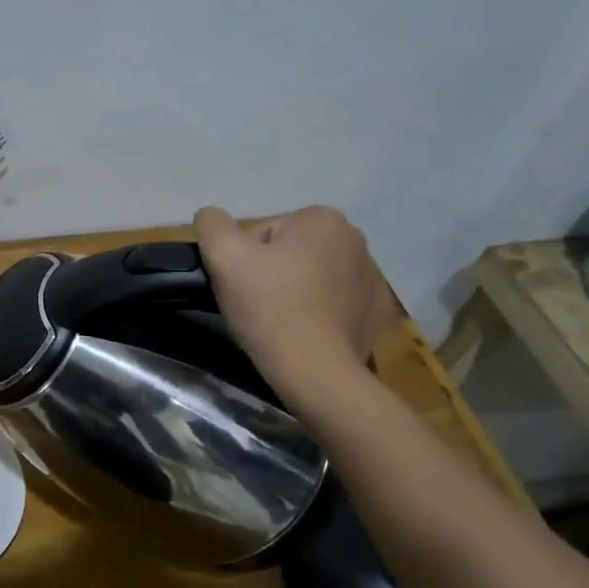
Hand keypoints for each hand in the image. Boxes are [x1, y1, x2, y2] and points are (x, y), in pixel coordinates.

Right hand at [193, 205, 394, 402]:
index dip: (243, 260)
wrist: (315, 371)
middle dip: (271, 273)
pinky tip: (306, 333)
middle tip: (257, 306)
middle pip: (290, 252)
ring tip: (280, 323)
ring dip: (295, 292)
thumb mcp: (223, 257)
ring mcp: (373, 278)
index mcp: (323, 219)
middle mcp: (355, 240)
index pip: (263, 233)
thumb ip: (212, 225)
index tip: (243, 287)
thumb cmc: (269, 307)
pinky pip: (337, 303)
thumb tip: (211, 216)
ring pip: (313, 277)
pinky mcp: (377, 312)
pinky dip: (320, 313)